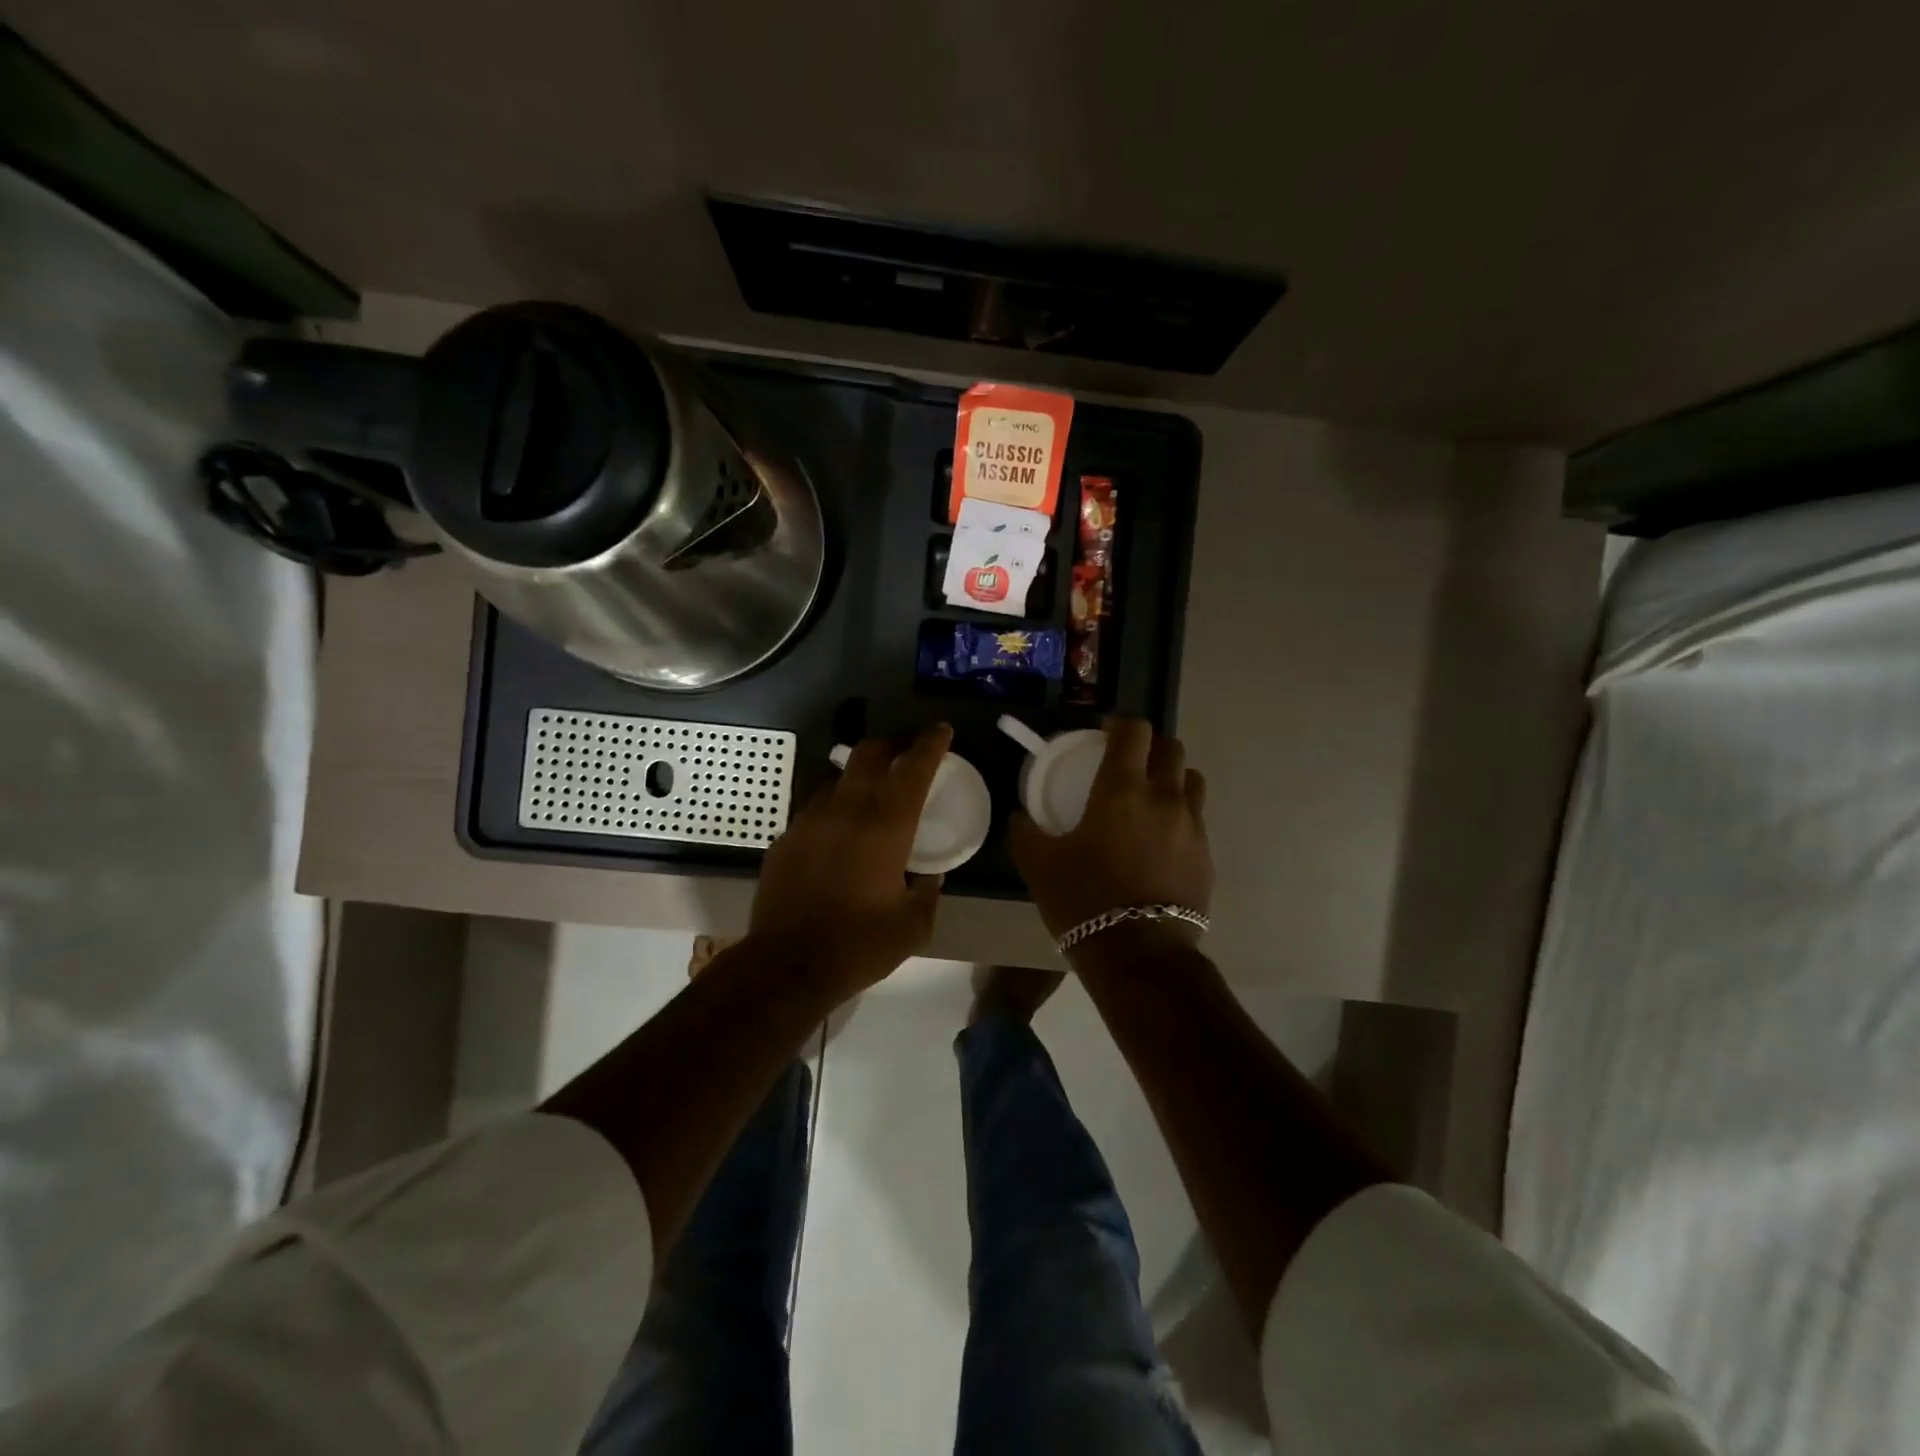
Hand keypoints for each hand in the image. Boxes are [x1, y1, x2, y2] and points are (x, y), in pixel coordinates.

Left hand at [750, 724, 951, 995]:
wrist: (785, 966)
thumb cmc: (858, 945)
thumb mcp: (912, 926)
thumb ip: (928, 893)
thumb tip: (929, 876)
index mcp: (885, 827)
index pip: (912, 768)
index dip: (930, 744)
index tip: (941, 731)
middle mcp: (846, 811)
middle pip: (867, 754)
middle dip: (890, 746)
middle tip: (904, 756)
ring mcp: (809, 821)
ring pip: (837, 779)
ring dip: (858, 779)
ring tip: (869, 799)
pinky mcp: (785, 839)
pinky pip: (814, 810)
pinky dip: (833, 811)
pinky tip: (837, 837)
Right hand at [1009, 717, 1212, 958]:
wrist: (1139, 954)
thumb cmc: (1084, 900)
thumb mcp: (1038, 864)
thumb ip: (1026, 831)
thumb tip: (1021, 816)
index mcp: (1122, 789)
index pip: (1134, 730)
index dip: (1120, 723)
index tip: (1105, 732)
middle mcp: (1165, 797)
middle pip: (1171, 747)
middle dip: (1150, 747)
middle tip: (1128, 764)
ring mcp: (1192, 826)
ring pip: (1192, 780)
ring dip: (1172, 778)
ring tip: (1150, 799)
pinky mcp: (1207, 855)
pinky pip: (1197, 820)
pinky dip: (1180, 817)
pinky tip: (1160, 842)